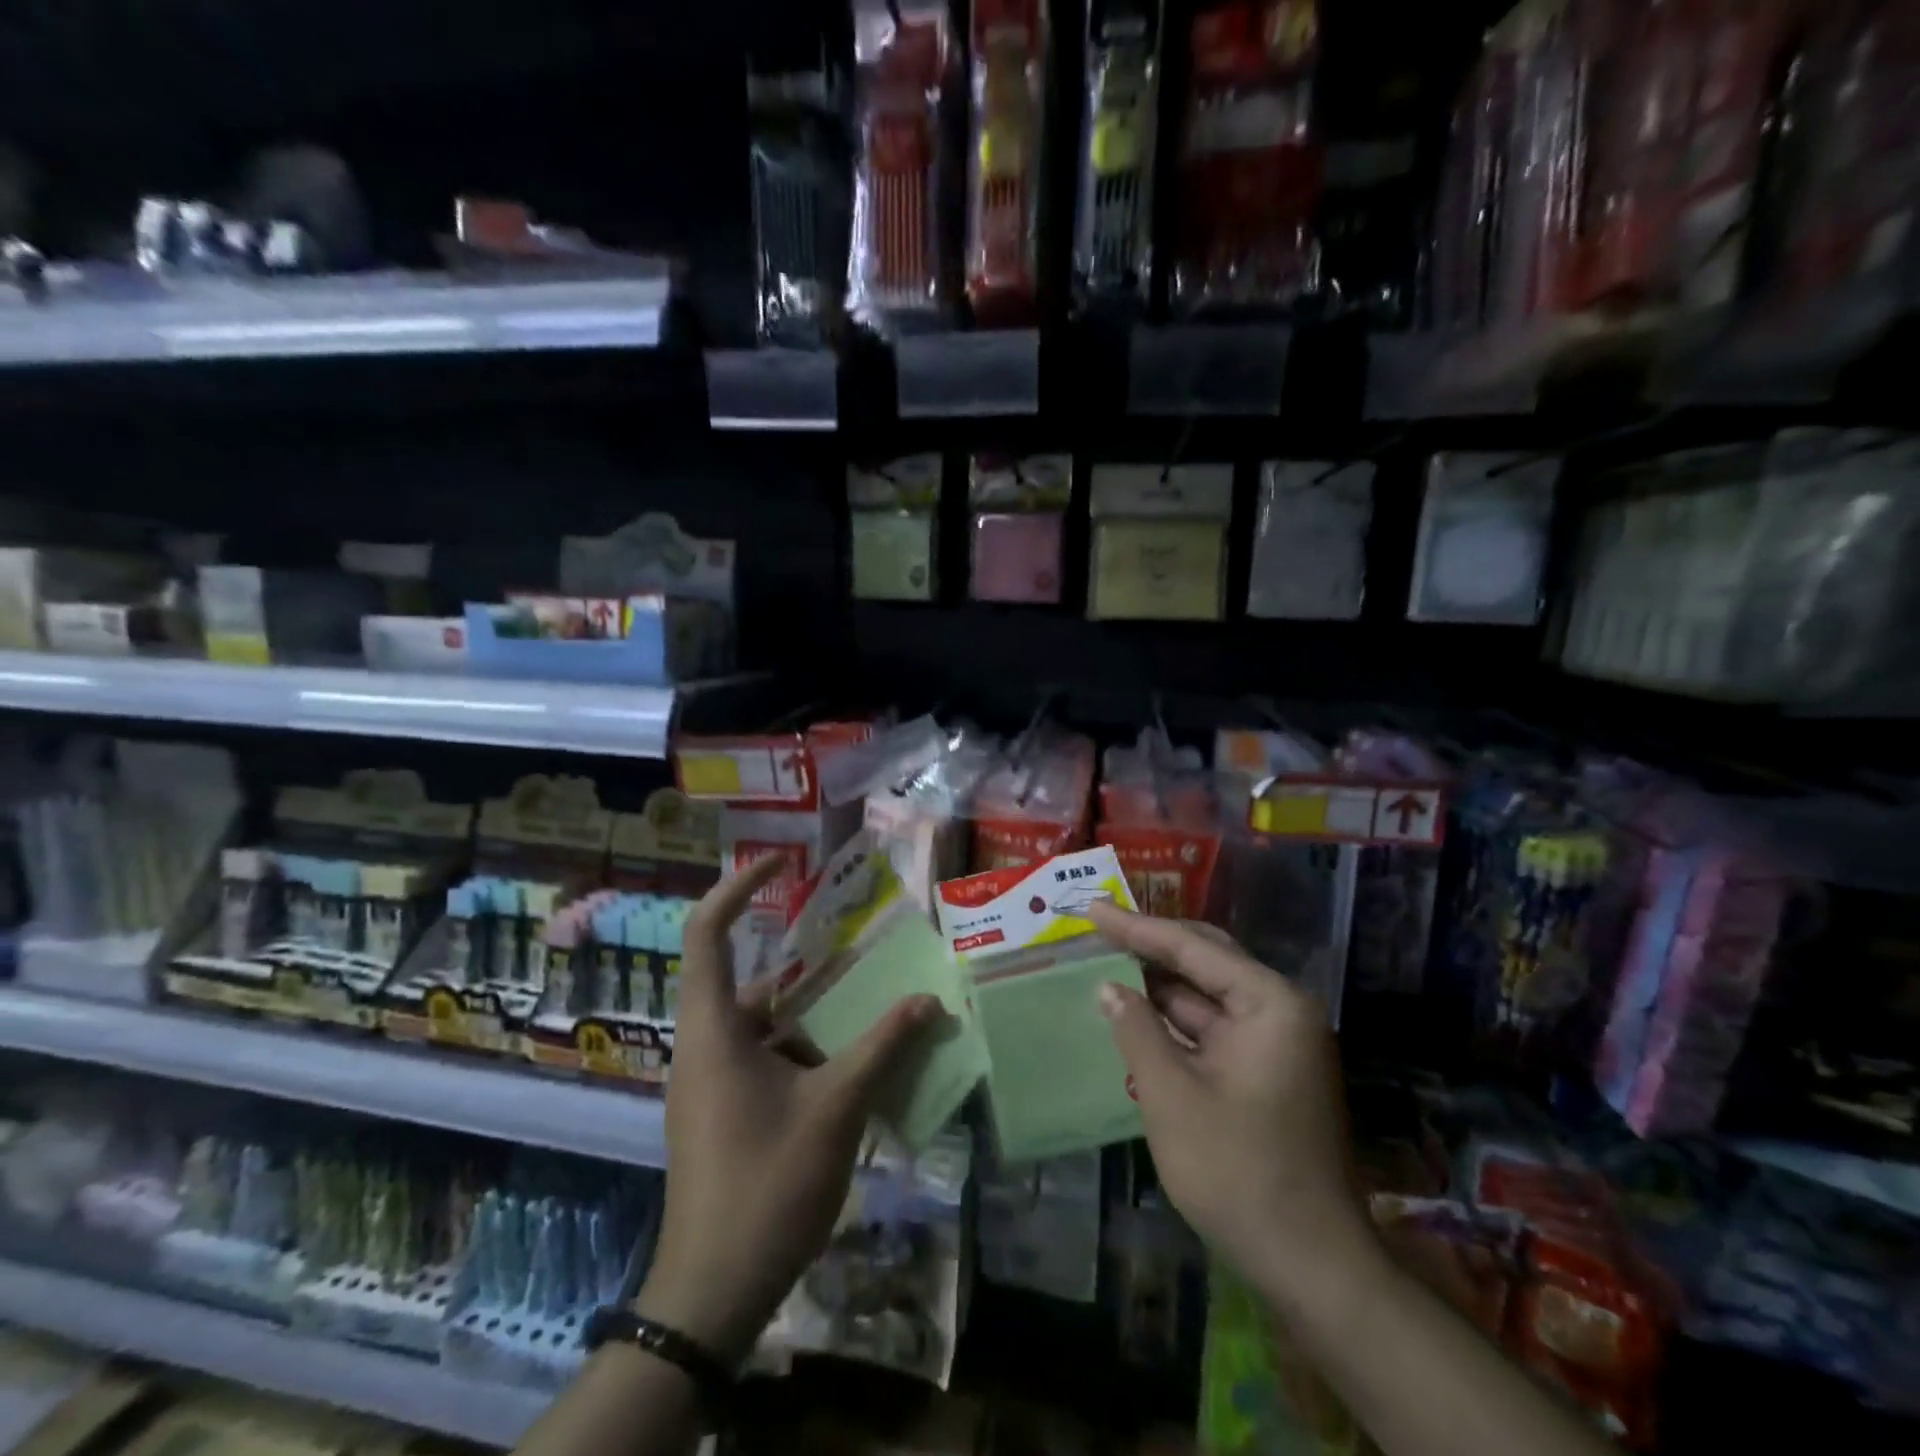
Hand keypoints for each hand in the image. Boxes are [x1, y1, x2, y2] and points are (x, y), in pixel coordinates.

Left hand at [633, 856, 941, 1363]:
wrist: (713, 1293)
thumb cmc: (767, 1184)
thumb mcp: (835, 1108)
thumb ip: (882, 1048)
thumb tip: (928, 1001)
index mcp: (714, 1030)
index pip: (709, 933)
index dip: (739, 888)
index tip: (782, 864)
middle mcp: (707, 1046)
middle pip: (754, 982)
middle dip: (808, 968)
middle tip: (863, 953)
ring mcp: (713, 1083)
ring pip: (767, 1026)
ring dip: (816, 1017)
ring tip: (873, 1008)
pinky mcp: (725, 1112)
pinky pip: (768, 1060)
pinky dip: (808, 1054)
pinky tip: (856, 1068)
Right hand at [1086, 903, 1373, 1302]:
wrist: (1311, 1265)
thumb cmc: (1238, 1172)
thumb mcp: (1171, 1095)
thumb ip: (1136, 1030)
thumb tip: (1108, 987)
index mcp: (1269, 1003)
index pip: (1192, 947)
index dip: (1135, 927)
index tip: (1091, 909)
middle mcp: (1278, 1010)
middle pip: (1205, 960)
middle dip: (1149, 945)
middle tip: (1098, 927)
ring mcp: (1274, 1042)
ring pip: (1206, 995)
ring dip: (1158, 984)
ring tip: (1105, 962)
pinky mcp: (1264, 1071)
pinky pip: (1211, 1028)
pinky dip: (1172, 1020)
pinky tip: (1134, 1013)